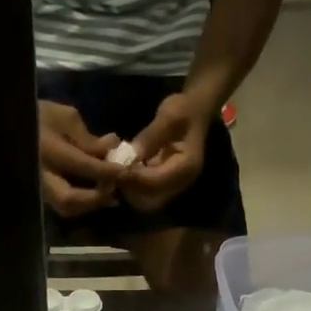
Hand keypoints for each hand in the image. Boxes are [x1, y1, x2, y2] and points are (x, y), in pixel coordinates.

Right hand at [38, 101, 125, 217]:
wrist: (11, 124)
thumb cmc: (40, 115)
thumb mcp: (65, 118)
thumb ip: (88, 139)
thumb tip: (112, 150)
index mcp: (47, 149)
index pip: (82, 165)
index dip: (106, 171)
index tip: (124, 170)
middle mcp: (40, 175)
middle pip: (69, 199)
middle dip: (95, 198)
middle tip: (113, 190)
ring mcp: (37, 188)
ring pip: (65, 208)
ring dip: (88, 204)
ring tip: (107, 194)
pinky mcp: (40, 195)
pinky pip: (61, 206)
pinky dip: (80, 204)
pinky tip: (94, 195)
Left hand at [121, 91, 214, 212]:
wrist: (196, 111)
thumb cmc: (185, 109)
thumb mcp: (169, 116)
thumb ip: (150, 137)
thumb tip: (129, 155)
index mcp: (186, 168)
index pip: (155, 183)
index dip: (134, 178)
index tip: (116, 166)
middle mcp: (180, 183)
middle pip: (149, 201)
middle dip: (129, 189)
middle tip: (114, 171)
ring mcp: (172, 186)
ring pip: (145, 201)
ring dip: (128, 189)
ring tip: (116, 170)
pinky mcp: (164, 184)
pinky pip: (145, 193)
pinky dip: (132, 185)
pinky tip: (123, 169)